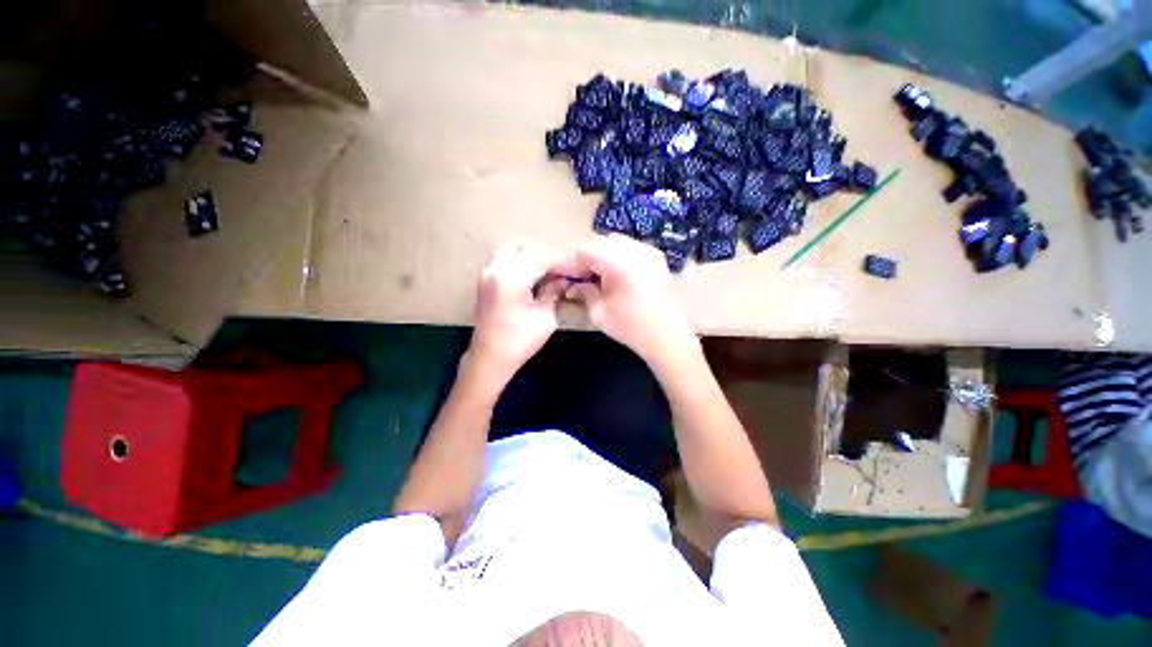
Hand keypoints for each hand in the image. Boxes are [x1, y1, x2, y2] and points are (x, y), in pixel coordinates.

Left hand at [467, 246, 563, 390]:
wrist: (489, 358)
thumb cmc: (519, 342)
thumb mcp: (545, 318)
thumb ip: (554, 292)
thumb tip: (563, 280)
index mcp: (511, 278)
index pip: (542, 259)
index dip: (561, 265)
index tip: (576, 273)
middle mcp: (496, 268)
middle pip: (529, 253)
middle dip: (548, 262)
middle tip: (563, 277)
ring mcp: (487, 272)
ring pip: (517, 254)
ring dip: (534, 262)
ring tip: (549, 277)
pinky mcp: (485, 279)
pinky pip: (507, 262)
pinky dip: (522, 266)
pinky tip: (532, 279)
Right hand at [562, 234, 698, 367]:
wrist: (667, 336)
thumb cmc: (630, 328)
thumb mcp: (599, 313)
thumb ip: (584, 292)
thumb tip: (573, 286)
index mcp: (617, 263)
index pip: (585, 251)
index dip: (571, 264)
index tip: (562, 276)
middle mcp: (634, 250)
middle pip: (600, 242)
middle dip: (586, 258)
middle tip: (580, 277)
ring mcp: (648, 251)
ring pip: (616, 241)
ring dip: (602, 254)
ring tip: (598, 275)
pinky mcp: (657, 257)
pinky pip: (631, 247)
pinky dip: (618, 255)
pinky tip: (616, 274)